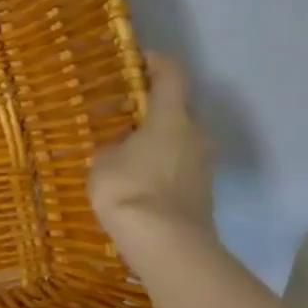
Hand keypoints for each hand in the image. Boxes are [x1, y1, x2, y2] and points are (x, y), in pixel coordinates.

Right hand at [88, 52, 215, 239]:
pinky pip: (179, 168)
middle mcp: (195, 134)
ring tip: (126, 153)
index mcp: (171, 117)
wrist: (168, 245)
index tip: (136, 61)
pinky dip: (161, 167)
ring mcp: (204, 165)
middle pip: (178, 109)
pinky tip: (137, 182)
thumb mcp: (102, 163)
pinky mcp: (203, 192)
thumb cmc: (130, 190)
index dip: (156, 62)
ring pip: (179, 141)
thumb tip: (118, 149)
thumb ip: (111, 148)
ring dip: (157, 142)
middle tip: (122, 117)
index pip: (172, 74)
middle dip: (152, 110)